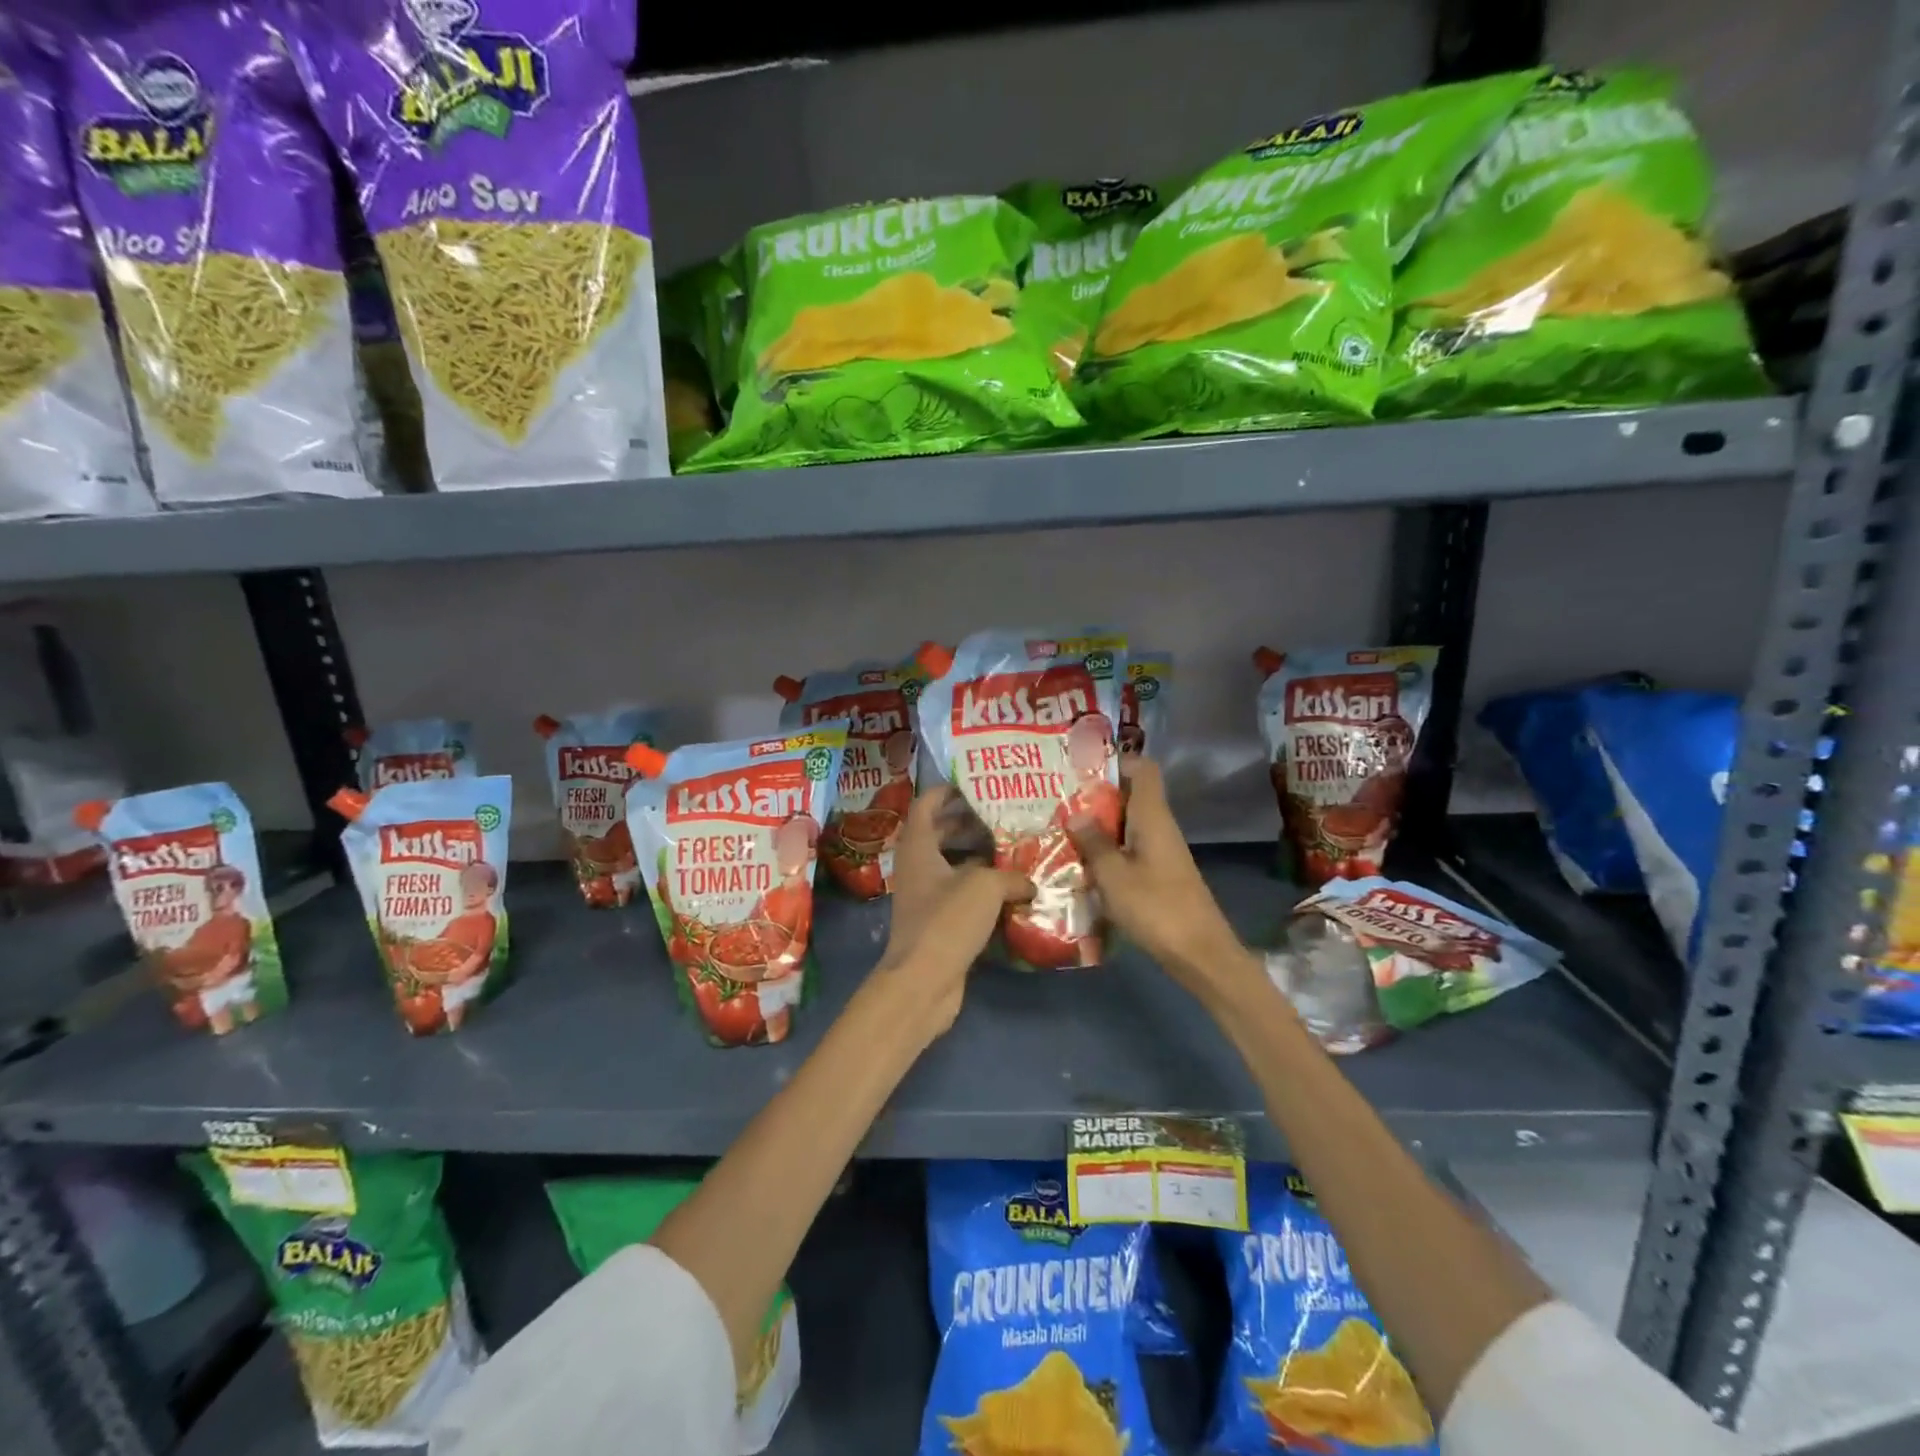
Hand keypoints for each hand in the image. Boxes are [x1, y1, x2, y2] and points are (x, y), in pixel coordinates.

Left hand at [872, 786, 1030, 1036]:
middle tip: (1002, 815)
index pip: (926, 805)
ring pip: (951, 865)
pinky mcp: (937, 922)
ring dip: (977, 856)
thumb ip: (1011, 875)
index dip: (946, 791)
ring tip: (1012, 847)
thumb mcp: (985, 887)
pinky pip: (959, 894)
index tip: (975, 785)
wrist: (923, 981)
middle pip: (939, 833)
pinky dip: (980, 887)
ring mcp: (925, 896)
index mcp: (918, 847)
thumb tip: (1030, 882)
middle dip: (968, 822)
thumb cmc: (947, 921)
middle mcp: (917, 867)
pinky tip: (1010, 889)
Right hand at [1068, 758, 1261, 1002]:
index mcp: (1152, 817)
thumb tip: (1076, 814)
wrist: (1200, 954)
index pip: (1143, 769)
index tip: (1082, 764)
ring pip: (1128, 824)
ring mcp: (1162, 852)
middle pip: (1131, 796)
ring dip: (1100, 824)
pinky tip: (1083, 862)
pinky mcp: (1160, 874)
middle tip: (1059, 797)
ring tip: (1062, 826)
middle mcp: (1160, 827)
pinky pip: (1131, 848)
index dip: (1117, 760)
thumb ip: (1094, 842)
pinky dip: (1108, 848)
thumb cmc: (1156, 908)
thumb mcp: (1114, 875)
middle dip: (1097, 794)